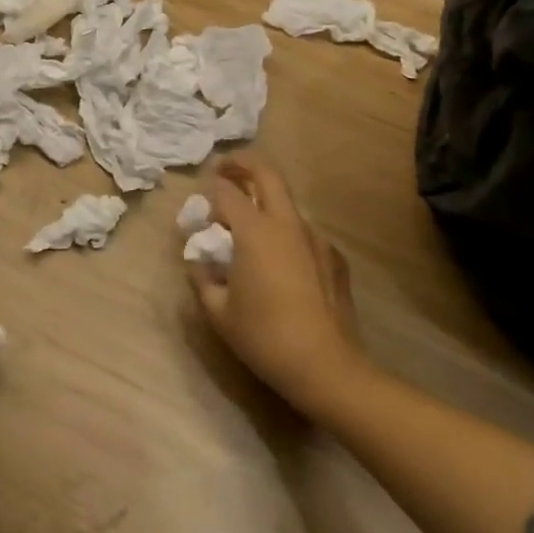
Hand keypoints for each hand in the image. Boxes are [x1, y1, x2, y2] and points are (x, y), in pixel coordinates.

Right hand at [186, 157, 366, 418]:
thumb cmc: (265, 336)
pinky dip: (286, 233)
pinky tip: (280, 263)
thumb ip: (201, 278)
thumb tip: (198, 261)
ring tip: (250, 228)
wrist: (327, 368)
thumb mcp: (218, 311)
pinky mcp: (334, 258)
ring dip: (265, 202)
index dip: (211, 192)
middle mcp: (287, 224)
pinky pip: (304, 233)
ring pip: (287, 204)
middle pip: (267, 174)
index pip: (227, 192)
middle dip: (243, 165)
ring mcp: (315, 239)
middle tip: (224, 170)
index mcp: (255, 231)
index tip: (201, 206)